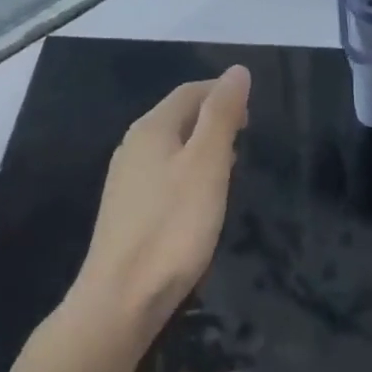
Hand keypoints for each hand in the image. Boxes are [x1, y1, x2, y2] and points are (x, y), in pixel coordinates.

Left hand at [71, 66, 251, 344]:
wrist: (120, 301)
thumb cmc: (172, 227)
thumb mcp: (207, 164)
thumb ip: (221, 114)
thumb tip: (236, 70)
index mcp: (151, 128)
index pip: (190, 92)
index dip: (222, 93)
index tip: (251, 114)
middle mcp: (133, 145)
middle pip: (179, 116)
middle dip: (213, 119)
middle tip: (244, 139)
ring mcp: (125, 179)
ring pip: (171, 146)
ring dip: (202, 147)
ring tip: (229, 167)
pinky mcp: (126, 210)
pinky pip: (163, 174)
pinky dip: (188, 172)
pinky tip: (199, 200)